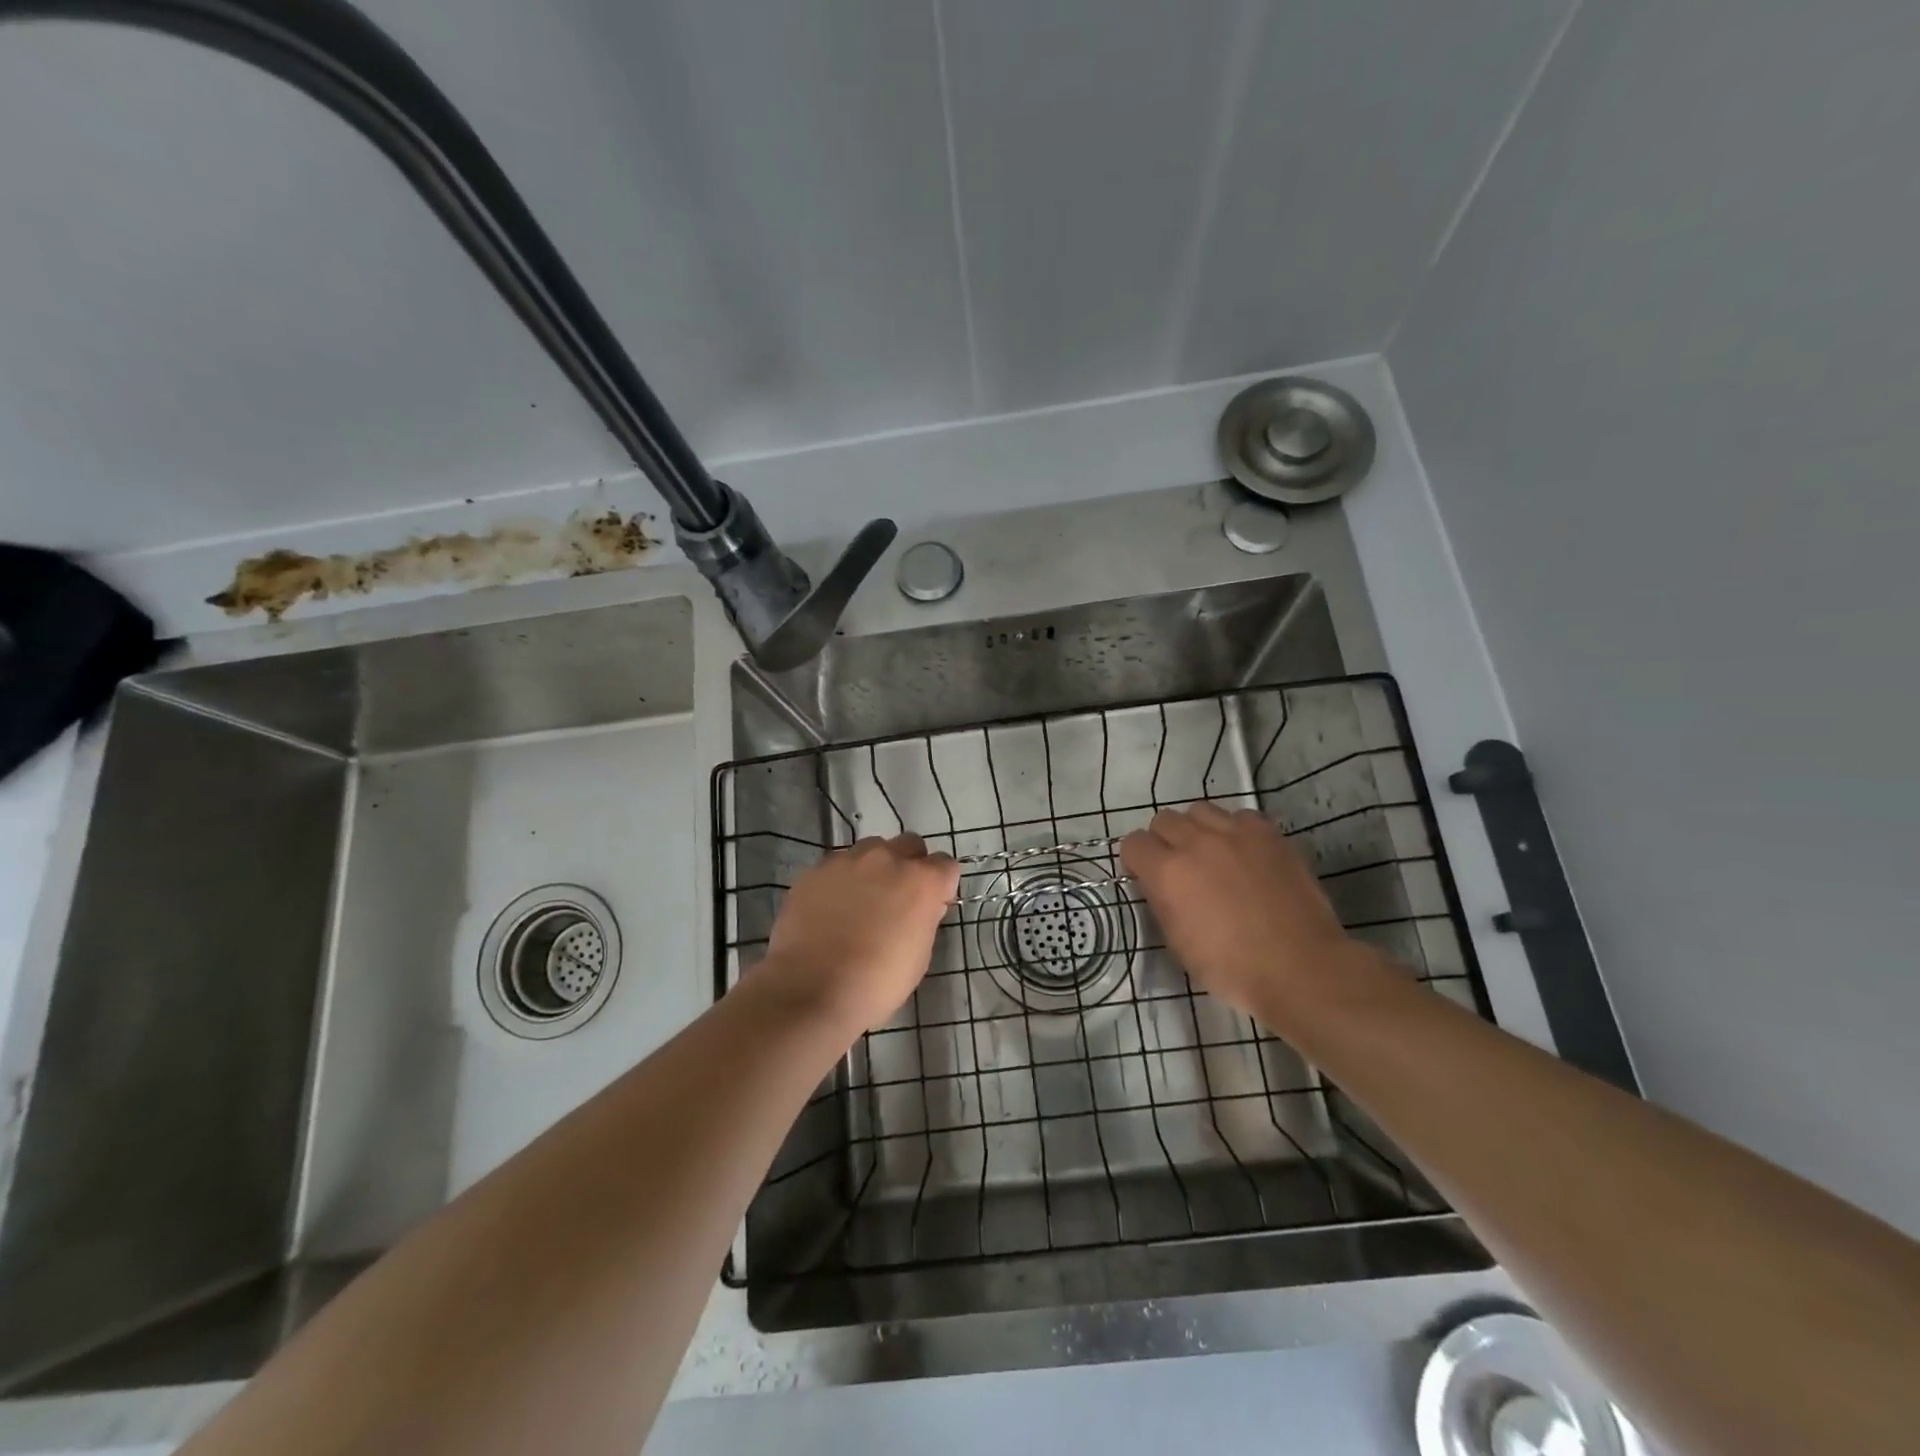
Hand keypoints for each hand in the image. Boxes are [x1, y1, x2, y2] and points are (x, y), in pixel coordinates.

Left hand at [761, 834, 959, 1030]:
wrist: (811, 991)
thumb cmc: (877, 983)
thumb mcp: (919, 955)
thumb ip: (925, 917)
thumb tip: (922, 905)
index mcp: (921, 881)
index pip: (946, 864)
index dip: (940, 884)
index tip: (932, 903)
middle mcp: (887, 859)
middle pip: (909, 844)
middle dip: (909, 864)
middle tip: (897, 897)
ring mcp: (847, 861)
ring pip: (870, 849)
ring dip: (873, 868)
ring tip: (859, 901)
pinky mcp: (815, 870)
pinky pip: (837, 865)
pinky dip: (840, 881)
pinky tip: (830, 909)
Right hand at [1120, 803, 1355, 1019]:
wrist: (1301, 968)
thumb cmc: (1232, 968)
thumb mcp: (1178, 942)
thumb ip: (1162, 901)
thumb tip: (1160, 884)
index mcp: (1167, 873)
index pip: (1133, 843)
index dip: (1137, 861)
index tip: (1147, 877)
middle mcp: (1196, 842)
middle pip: (1163, 820)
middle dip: (1164, 841)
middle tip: (1180, 867)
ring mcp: (1236, 833)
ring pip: (1200, 810)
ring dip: (1198, 829)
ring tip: (1212, 854)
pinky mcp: (1269, 834)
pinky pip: (1240, 816)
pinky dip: (1236, 830)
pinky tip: (1245, 854)